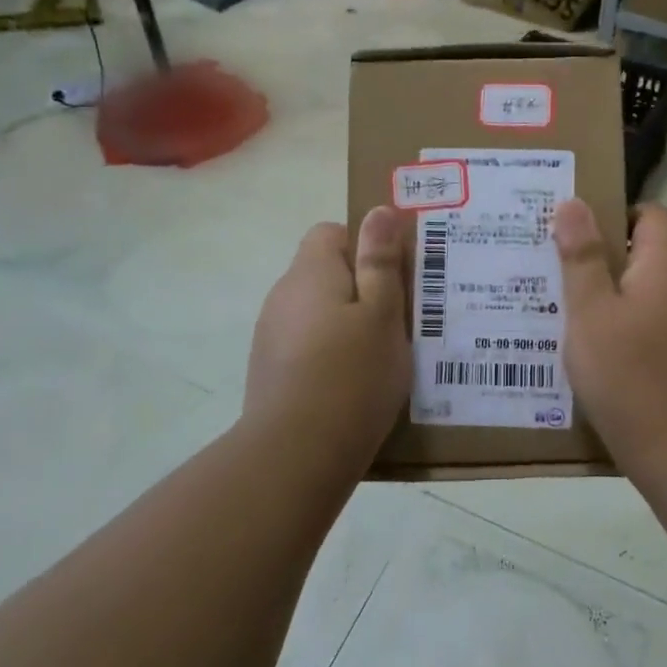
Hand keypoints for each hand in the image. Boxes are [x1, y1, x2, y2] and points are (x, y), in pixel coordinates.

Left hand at [243, 207, 410, 456]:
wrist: (295, 455)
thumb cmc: (352, 375)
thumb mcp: (382, 314)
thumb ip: (380, 261)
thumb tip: (379, 211)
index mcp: (310, 273)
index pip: (331, 233)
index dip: (364, 247)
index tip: (392, 278)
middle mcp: (283, 297)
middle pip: (325, 274)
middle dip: (361, 290)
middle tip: (397, 320)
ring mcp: (271, 336)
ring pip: (317, 314)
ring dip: (346, 325)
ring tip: (380, 359)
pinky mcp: (269, 372)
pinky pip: (306, 348)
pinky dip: (329, 356)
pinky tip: (353, 387)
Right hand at [554, 199, 666, 459]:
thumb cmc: (632, 374)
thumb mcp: (591, 313)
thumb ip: (583, 256)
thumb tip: (574, 203)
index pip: (650, 214)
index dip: (613, 214)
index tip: (575, 234)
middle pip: (648, 252)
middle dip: (604, 257)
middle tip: (556, 270)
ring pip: (650, 290)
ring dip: (614, 295)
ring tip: (567, 311)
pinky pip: (658, 321)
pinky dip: (630, 325)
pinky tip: (597, 349)